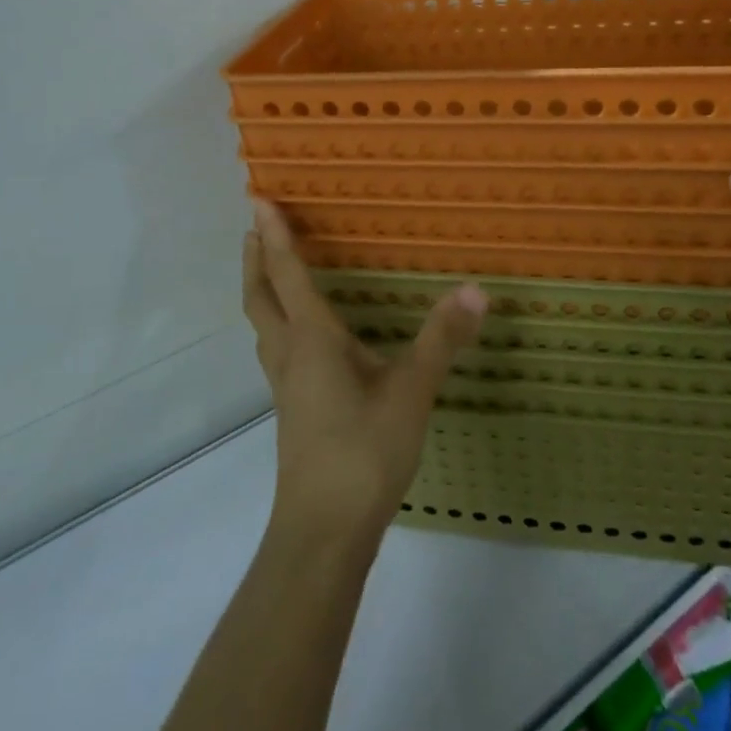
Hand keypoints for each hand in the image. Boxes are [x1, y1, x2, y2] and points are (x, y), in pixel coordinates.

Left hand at [244, 200, 486, 538]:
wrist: (324, 531)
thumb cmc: (363, 452)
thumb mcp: (411, 393)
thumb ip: (441, 340)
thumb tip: (475, 290)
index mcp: (312, 339)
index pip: (287, 275)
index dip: (275, 235)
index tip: (257, 199)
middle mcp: (290, 354)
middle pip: (260, 297)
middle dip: (255, 258)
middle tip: (254, 226)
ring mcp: (286, 385)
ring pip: (263, 325)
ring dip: (261, 290)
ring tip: (269, 269)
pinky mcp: (293, 409)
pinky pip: (276, 349)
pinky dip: (277, 322)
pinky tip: (302, 337)